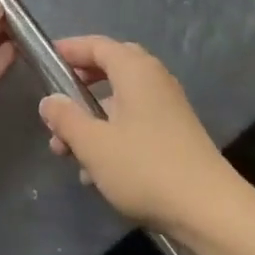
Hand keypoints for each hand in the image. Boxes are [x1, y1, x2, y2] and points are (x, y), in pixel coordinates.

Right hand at [38, 36, 244, 234]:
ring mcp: (168, 106)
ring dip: (93, 119)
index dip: (70, 50)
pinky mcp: (175, 133)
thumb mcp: (93, 144)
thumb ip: (66, 119)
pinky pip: (135, 121)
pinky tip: (96, 171)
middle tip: (58, 103)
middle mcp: (154, 79)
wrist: (208, 209)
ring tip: (66, 151)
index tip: (46, 60)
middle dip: (81, 85)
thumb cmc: (145, 167)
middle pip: (111, 68)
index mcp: (135, 70)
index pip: (97, 45)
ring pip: (122, 100)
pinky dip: (112, 135)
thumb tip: (50, 101)